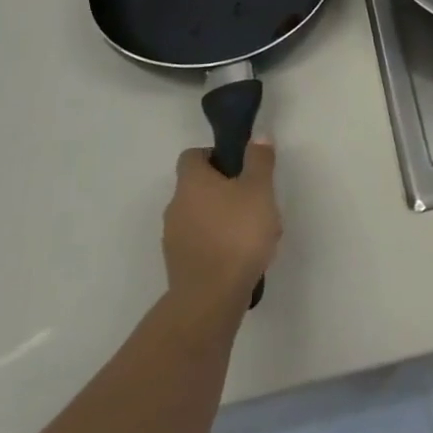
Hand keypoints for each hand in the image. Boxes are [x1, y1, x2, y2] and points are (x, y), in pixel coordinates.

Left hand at [164, 142, 281, 312]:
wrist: (211, 296)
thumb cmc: (237, 233)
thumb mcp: (259, 190)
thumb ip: (259, 161)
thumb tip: (257, 137)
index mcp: (191, 182)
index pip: (193, 156)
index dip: (216, 156)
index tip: (240, 167)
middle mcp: (176, 205)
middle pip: (198, 187)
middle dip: (225, 190)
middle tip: (255, 201)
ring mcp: (173, 236)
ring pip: (201, 216)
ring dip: (222, 218)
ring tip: (253, 233)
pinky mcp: (178, 264)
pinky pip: (200, 242)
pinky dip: (217, 243)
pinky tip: (241, 256)